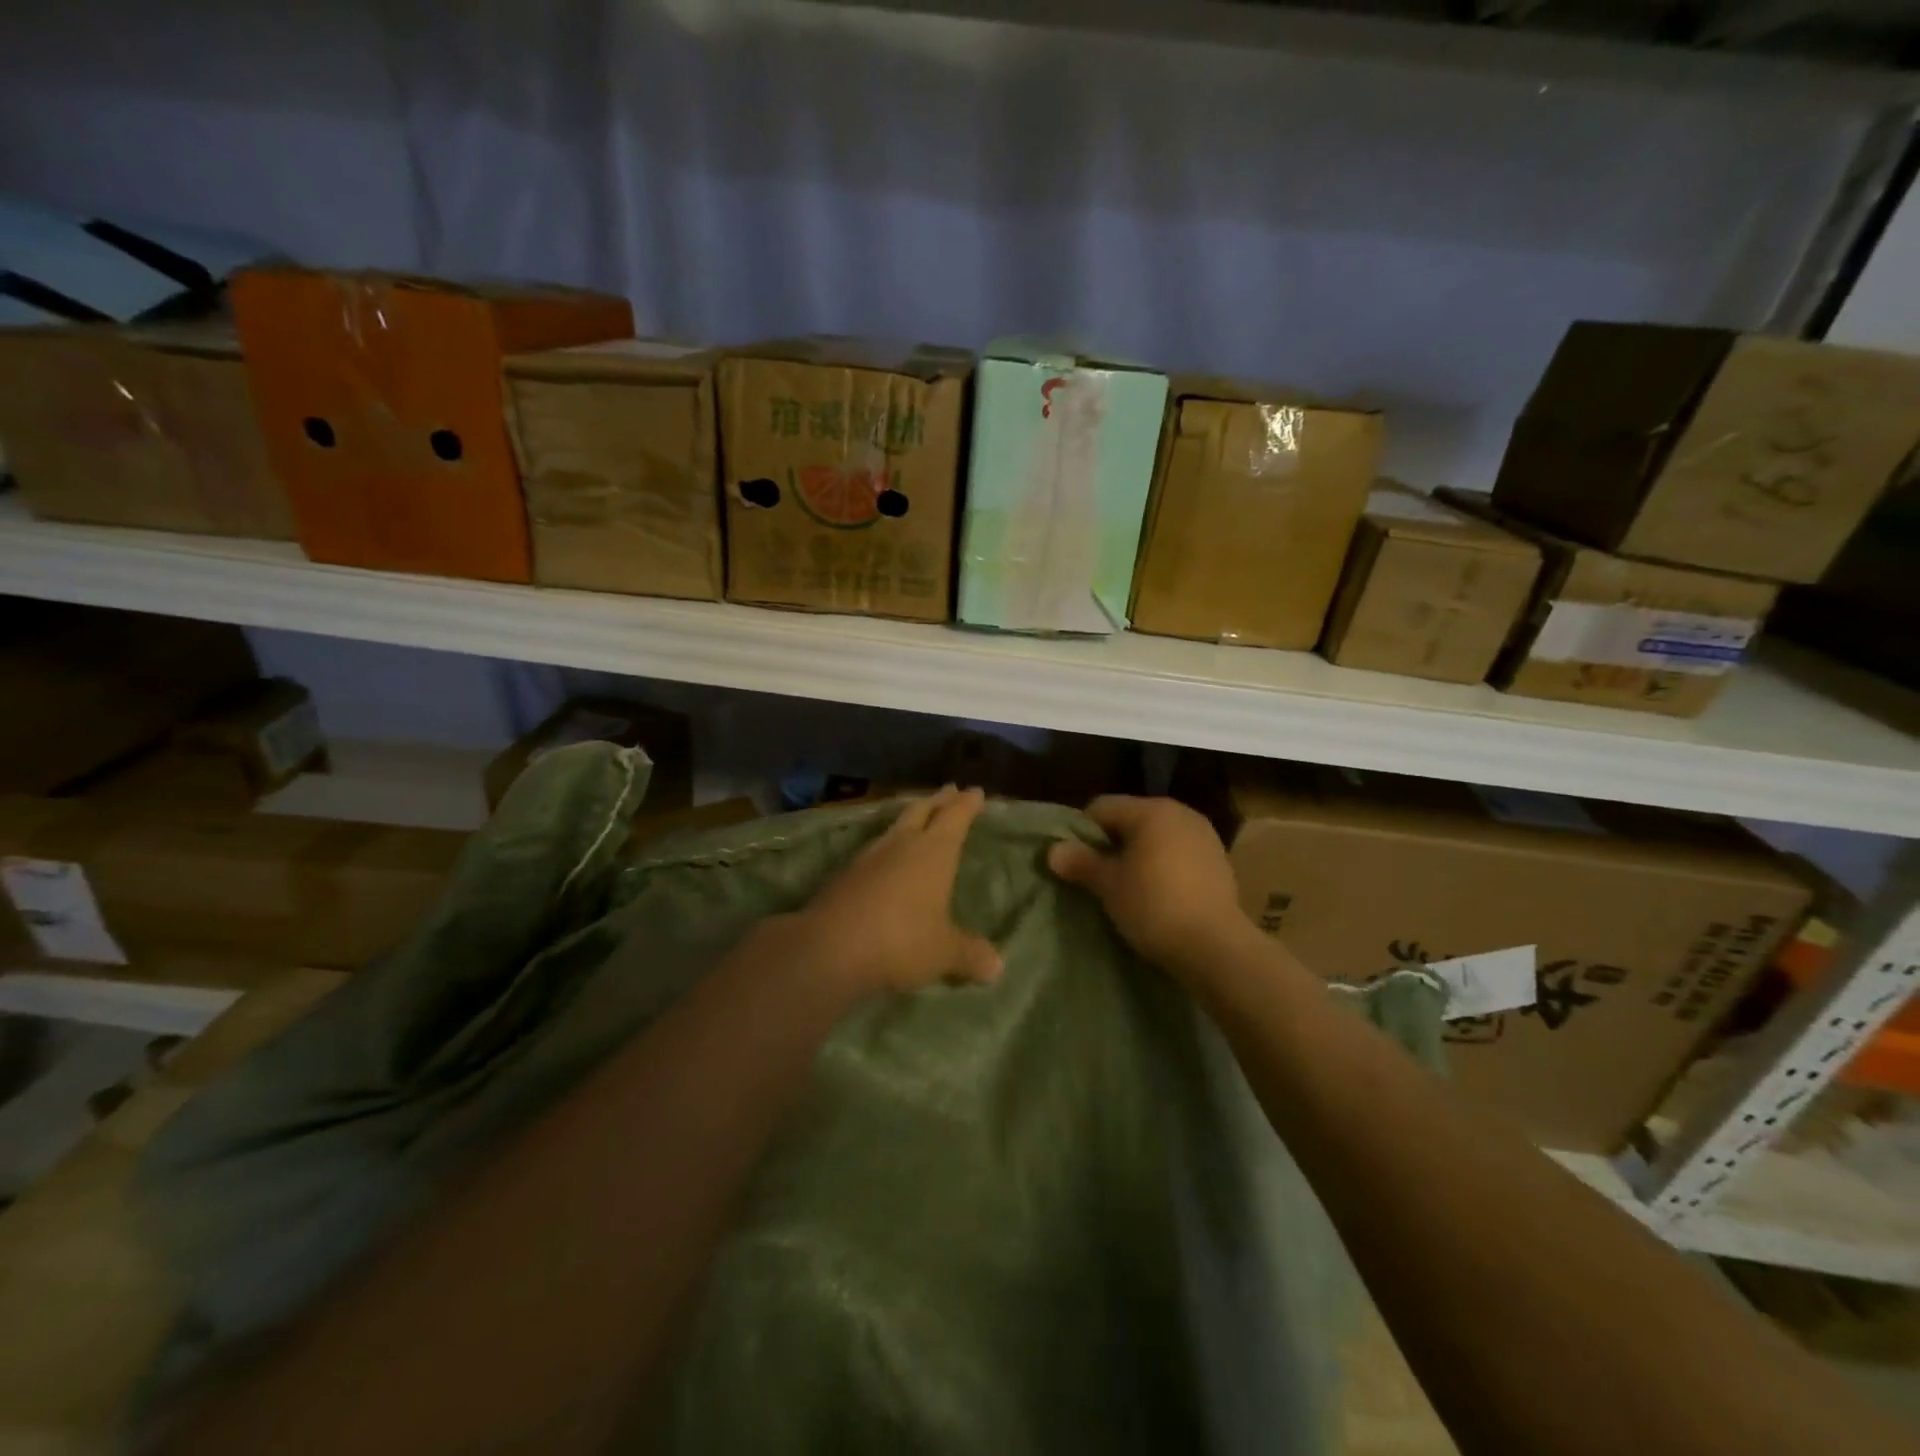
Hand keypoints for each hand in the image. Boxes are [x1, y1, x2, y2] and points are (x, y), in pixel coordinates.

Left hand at [793, 785, 1002, 999]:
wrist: (830, 947)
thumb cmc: (901, 940)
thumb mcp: (943, 952)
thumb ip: (969, 954)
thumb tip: (997, 966)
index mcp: (934, 851)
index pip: (955, 817)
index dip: (967, 804)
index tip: (975, 791)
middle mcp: (902, 844)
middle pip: (922, 811)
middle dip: (938, 800)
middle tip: (949, 790)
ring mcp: (870, 856)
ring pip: (895, 826)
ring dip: (910, 818)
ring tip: (917, 816)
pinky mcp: (845, 874)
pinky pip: (875, 849)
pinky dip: (888, 845)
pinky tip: (885, 857)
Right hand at [1047, 795, 1254, 980]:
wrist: (1216, 947)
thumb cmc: (1154, 906)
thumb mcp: (1109, 885)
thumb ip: (1081, 862)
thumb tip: (1053, 850)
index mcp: (1151, 810)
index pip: (1102, 807)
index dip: (1081, 832)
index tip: (1074, 861)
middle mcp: (1180, 812)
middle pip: (1131, 819)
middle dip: (1111, 843)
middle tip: (1097, 876)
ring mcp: (1204, 835)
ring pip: (1156, 837)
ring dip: (1138, 855)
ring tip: (1126, 887)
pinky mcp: (1219, 861)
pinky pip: (1178, 853)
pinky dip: (1163, 866)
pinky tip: (1157, 894)